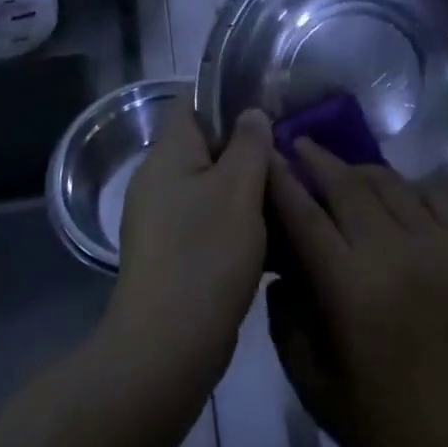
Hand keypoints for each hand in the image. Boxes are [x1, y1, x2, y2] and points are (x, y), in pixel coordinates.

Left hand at [106, 105, 271, 388]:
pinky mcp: (172, 254)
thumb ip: (250, 143)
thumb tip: (251, 113)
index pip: (193, 102)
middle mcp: (158, 180)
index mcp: (168, 154)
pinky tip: (271, 236)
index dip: (229, 96)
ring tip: (288, 193)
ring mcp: (162, 220)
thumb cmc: (206, 255)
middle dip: (247, 147)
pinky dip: (236, 221)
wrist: (167, 350)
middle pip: (206, 145)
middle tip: (288, 153)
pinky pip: (208, 221)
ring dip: (247, 188)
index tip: (269, 104)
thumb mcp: (239, 189)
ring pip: (211, 186)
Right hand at [266, 139, 447, 446]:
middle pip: (347, 184)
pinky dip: (412, 183)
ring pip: (390, 181)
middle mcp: (392, 250)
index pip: (305, 216)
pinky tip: (399, 191)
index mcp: (349, 287)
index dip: (281, 181)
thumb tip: (281, 273)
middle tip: (298, 145)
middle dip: (317, 160)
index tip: (265, 156)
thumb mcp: (315, 388)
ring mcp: (436, 243)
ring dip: (359, 168)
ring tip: (341, 167)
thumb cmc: (387, 423)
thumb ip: (287, 324)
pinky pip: (437, 193)